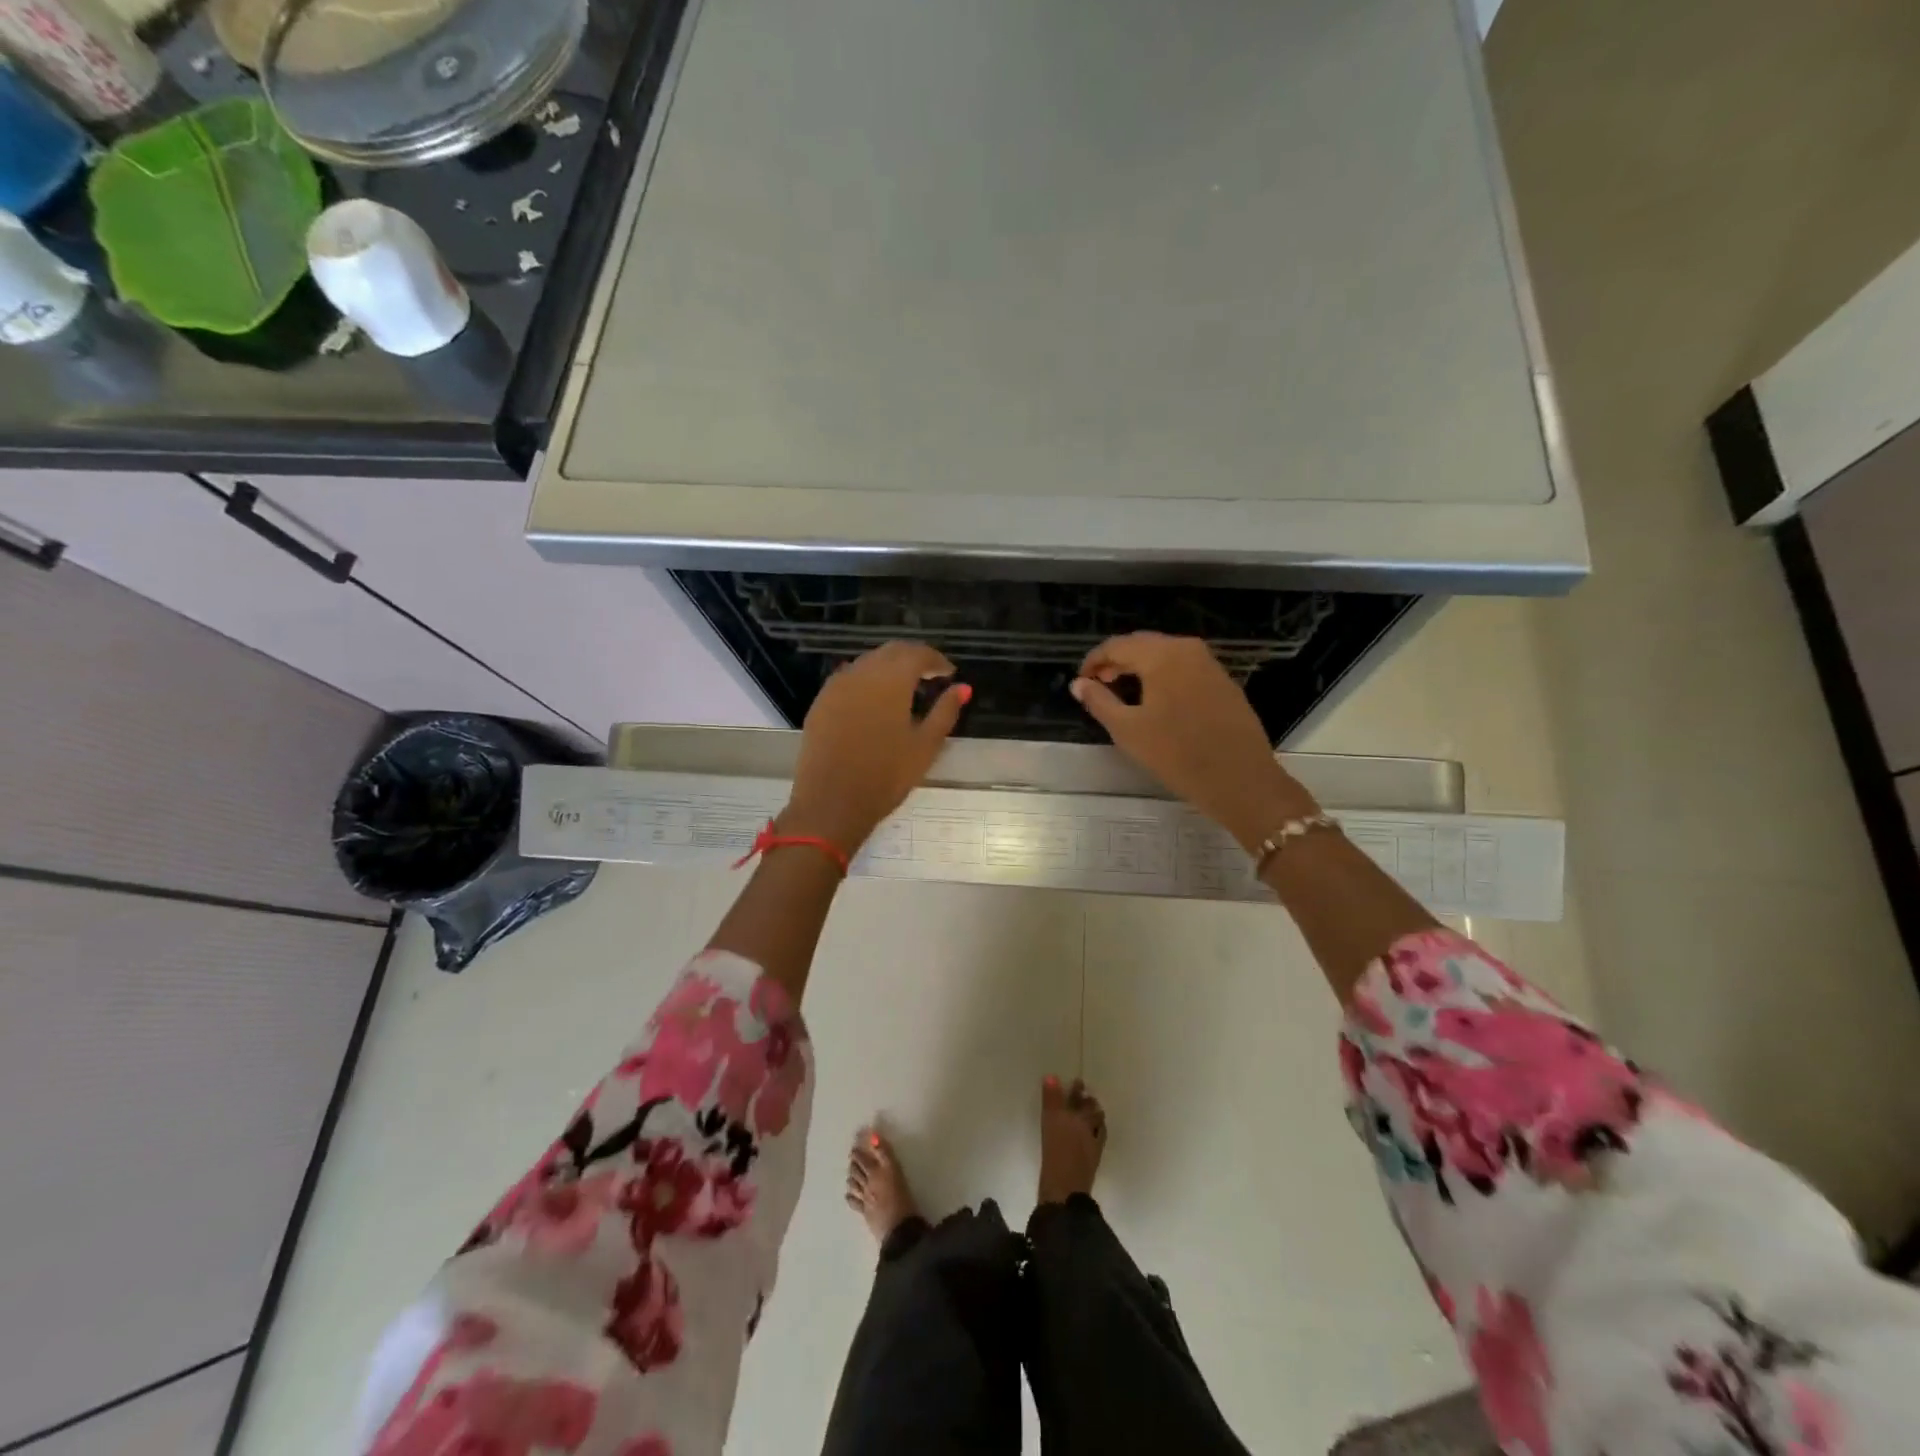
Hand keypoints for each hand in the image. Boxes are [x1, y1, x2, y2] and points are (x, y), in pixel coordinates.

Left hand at [783, 641, 969, 851]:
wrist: (831, 802)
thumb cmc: (886, 776)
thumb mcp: (925, 746)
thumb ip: (945, 711)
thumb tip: (963, 687)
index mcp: (891, 679)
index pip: (917, 653)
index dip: (936, 660)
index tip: (949, 673)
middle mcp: (861, 673)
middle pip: (891, 652)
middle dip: (913, 658)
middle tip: (930, 676)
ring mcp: (836, 686)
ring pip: (867, 662)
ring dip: (889, 668)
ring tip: (905, 689)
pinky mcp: (820, 702)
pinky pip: (849, 679)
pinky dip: (867, 681)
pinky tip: (875, 702)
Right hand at [1072, 632, 1317, 851]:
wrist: (1239, 779)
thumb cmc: (1177, 754)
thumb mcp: (1128, 730)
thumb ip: (1099, 701)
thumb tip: (1079, 683)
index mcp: (1161, 655)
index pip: (1117, 645)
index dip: (1094, 660)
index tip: (1082, 681)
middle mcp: (1187, 649)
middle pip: (1142, 644)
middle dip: (1117, 660)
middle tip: (1099, 685)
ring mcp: (1209, 663)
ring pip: (1165, 653)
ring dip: (1140, 667)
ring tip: (1124, 692)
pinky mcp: (1223, 681)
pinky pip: (1184, 667)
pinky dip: (1163, 675)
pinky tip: (1156, 699)